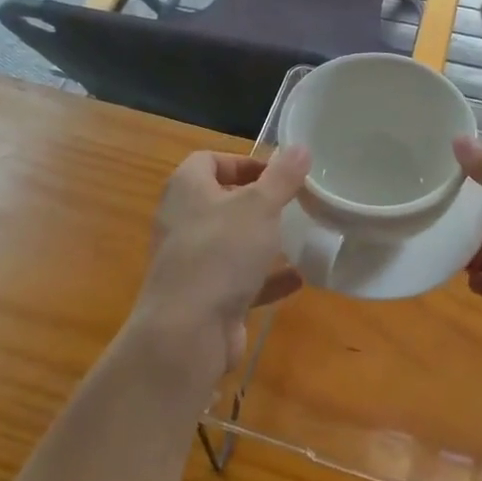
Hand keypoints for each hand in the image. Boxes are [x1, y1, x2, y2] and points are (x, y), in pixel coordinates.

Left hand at [129, 148, 309, 378]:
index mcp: (186, 188)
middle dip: (257, 202)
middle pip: (221, 200)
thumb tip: (300, 146)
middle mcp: (182, 221)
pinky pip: (238, 280)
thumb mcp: (259, 205)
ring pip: (230, 243)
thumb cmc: (221, 252)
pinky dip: (265, 278)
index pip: (209, 160)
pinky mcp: (203, 298)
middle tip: (291, 203)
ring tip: (298, 236)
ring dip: (262, 241)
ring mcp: (190, 262)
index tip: (278, 174)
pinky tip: (297, 278)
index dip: (243, 162)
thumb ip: (282, 176)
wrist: (187, 334)